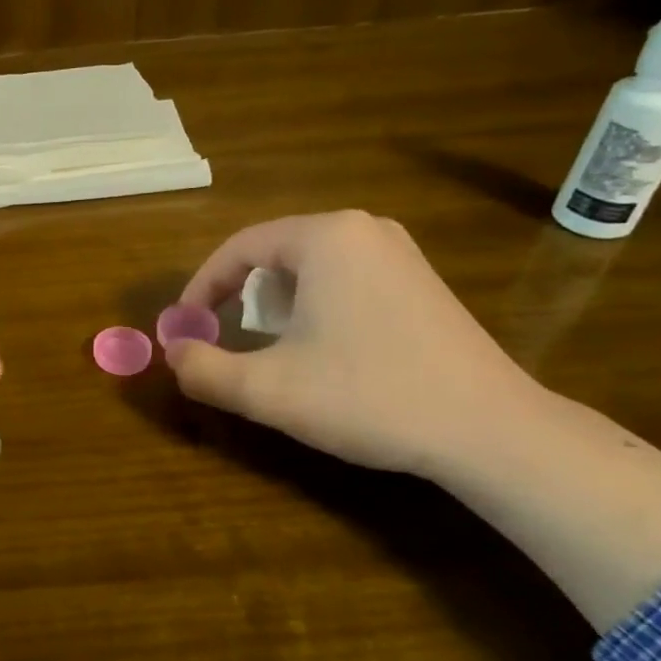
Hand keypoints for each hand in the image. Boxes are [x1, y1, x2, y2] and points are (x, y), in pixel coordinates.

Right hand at [167, 211, 545, 476]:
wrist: (489, 430)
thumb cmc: (368, 396)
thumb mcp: (268, 389)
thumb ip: (204, 369)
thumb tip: (172, 354)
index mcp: (325, 237)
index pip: (238, 248)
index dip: (200, 288)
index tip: (184, 328)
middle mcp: (364, 229)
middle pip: (274, 254)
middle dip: (239, 298)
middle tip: (226, 340)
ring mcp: (400, 253)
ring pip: (310, 268)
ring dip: (276, 306)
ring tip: (273, 350)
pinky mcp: (421, 282)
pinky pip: (345, 280)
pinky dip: (316, 308)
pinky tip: (326, 352)